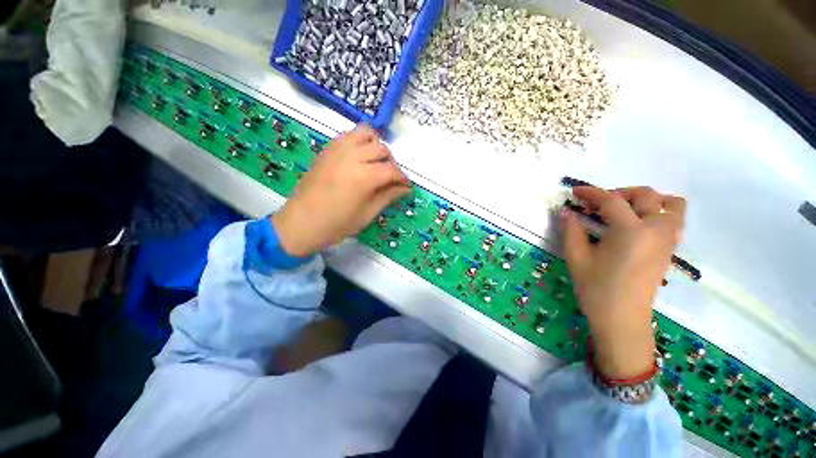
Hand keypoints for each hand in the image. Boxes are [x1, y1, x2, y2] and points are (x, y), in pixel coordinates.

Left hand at [272, 125, 410, 256]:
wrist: (301, 223)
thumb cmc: (337, 224)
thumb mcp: (367, 214)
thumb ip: (387, 197)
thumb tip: (404, 188)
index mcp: (364, 177)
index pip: (392, 170)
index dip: (402, 178)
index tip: (405, 186)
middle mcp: (352, 157)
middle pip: (381, 148)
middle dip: (391, 162)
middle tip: (390, 177)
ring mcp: (337, 150)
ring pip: (365, 133)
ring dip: (375, 145)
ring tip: (375, 162)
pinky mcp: (327, 150)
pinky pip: (347, 135)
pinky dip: (359, 141)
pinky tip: (359, 157)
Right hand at [559, 186, 685, 378]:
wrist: (622, 318)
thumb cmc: (596, 288)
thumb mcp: (577, 257)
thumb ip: (571, 230)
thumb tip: (566, 211)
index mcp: (630, 231)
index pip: (611, 201)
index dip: (591, 193)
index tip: (575, 191)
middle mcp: (655, 230)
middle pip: (645, 195)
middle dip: (619, 193)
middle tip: (597, 205)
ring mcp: (667, 240)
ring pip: (670, 204)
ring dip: (646, 200)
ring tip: (624, 210)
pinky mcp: (669, 250)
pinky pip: (673, 220)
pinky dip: (658, 212)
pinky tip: (636, 225)